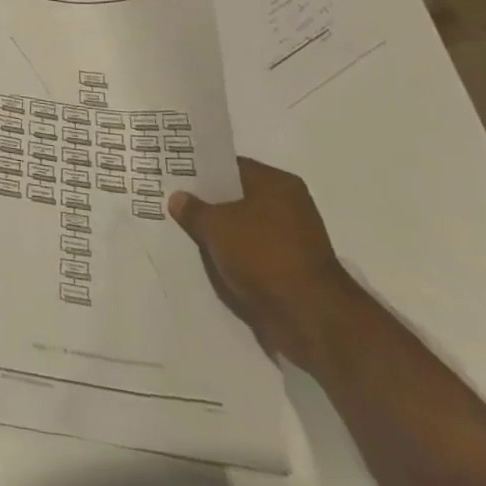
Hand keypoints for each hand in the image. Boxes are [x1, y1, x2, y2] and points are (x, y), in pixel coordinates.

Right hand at [168, 157, 355, 365]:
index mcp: (277, 184)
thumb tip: (178, 197)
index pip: (232, 167)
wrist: (310, 317)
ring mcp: (294, 240)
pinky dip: (235, 257)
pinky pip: (254, 254)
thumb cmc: (263, 255)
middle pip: (239, 198)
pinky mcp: (292, 270)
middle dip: (210, 204)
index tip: (176, 175)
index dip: (203, 171)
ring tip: (187, 232)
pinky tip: (210, 260)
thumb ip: (194, 210)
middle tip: (175, 203)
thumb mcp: (216, 226)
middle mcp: (290, 206)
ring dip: (222, 234)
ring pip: (245, 229)